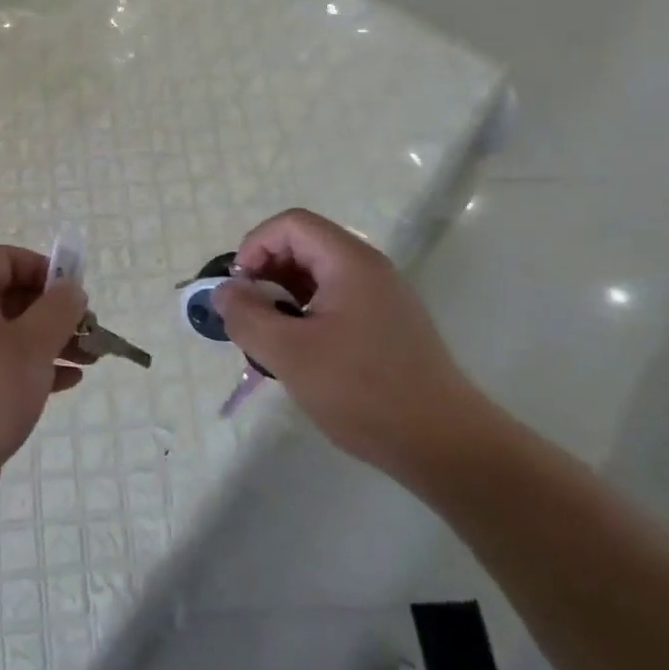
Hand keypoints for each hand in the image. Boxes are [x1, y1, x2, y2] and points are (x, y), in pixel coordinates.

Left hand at [0, 246, 89, 499]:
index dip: (42, 267)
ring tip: (91, 358)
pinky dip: (39, 366)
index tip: (71, 293)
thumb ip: (58, 309)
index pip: (5, 259)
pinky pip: (10, 364)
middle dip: (56, 310)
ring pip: (16, 333)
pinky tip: (69, 381)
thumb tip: (71, 289)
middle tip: (89, 329)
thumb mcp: (31, 345)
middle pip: (14, 297)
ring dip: (54, 340)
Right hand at [210, 208, 492, 488]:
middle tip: (248, 315)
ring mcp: (381, 297)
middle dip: (266, 273)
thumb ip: (247, 316)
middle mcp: (368, 269)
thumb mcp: (289, 354)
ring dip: (283, 297)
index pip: (291, 224)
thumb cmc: (362, 391)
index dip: (255, 246)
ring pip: (317, 276)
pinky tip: (298, 354)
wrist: (445, 445)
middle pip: (304, 246)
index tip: (239, 289)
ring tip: (267, 338)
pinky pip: (335, 301)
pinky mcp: (386, 325)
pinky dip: (306, 314)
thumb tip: (223, 292)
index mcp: (349, 262)